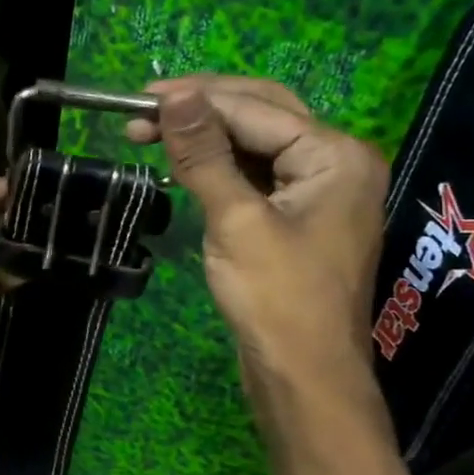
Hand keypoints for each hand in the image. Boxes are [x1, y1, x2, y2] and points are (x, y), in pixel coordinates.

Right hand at [127, 75, 387, 377]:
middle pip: (262, 114)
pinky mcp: (299, 217)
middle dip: (201, 109)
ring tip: (151, 134)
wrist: (305, 379)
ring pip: (257, 144)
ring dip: (207, 137)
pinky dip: (220, 166)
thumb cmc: (277, 300)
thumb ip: (204, 153)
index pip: (254, 108)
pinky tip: (184, 165)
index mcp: (335, 154)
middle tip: (141, 110)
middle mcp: (336, 162)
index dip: (194, 98)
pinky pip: (257, 174)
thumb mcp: (236, 221)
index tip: (137, 97)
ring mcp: (320, 191)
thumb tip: (174, 95)